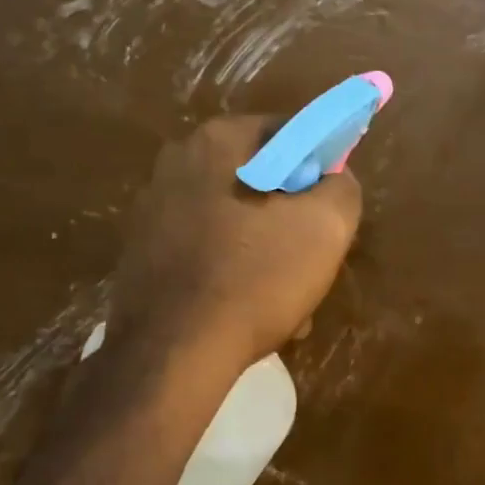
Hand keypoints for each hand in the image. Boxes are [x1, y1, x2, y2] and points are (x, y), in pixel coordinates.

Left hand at [109, 116, 361, 374]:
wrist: (173, 352)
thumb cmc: (255, 277)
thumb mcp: (326, 226)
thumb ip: (342, 187)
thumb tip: (334, 179)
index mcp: (218, 141)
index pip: (289, 132)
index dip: (321, 167)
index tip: (332, 211)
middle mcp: (177, 163)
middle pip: (261, 181)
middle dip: (293, 219)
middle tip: (313, 261)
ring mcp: (152, 210)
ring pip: (236, 222)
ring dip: (267, 253)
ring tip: (287, 300)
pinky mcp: (143, 254)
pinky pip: (207, 252)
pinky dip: (233, 274)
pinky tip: (248, 312)